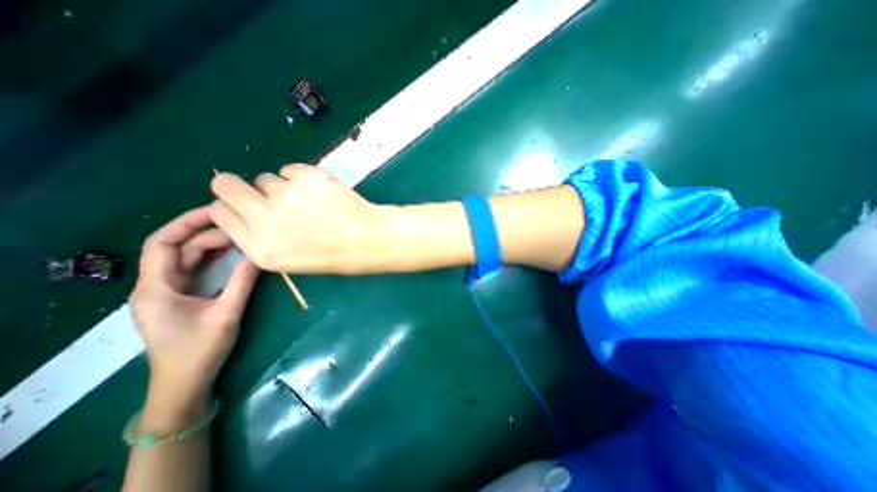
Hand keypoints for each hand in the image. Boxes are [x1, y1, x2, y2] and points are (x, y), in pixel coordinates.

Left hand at [128, 205, 256, 409]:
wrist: (185, 383)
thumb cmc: (200, 350)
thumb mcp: (226, 313)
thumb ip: (242, 281)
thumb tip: (259, 254)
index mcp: (156, 288)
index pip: (162, 243)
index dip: (186, 223)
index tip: (217, 211)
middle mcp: (157, 284)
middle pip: (179, 248)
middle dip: (209, 234)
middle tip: (244, 228)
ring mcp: (169, 290)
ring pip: (188, 258)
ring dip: (214, 245)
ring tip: (243, 236)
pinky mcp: (182, 296)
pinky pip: (196, 269)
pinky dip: (215, 258)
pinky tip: (235, 254)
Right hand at [209, 163, 387, 271]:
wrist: (368, 239)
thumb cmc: (334, 254)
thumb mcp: (290, 259)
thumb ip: (262, 237)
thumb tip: (246, 212)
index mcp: (260, 248)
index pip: (221, 213)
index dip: (232, 207)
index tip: (246, 206)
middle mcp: (266, 219)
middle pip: (226, 185)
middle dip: (238, 186)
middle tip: (265, 193)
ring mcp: (287, 195)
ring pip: (265, 178)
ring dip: (281, 187)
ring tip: (308, 201)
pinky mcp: (307, 177)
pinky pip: (290, 169)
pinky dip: (300, 177)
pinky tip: (320, 191)